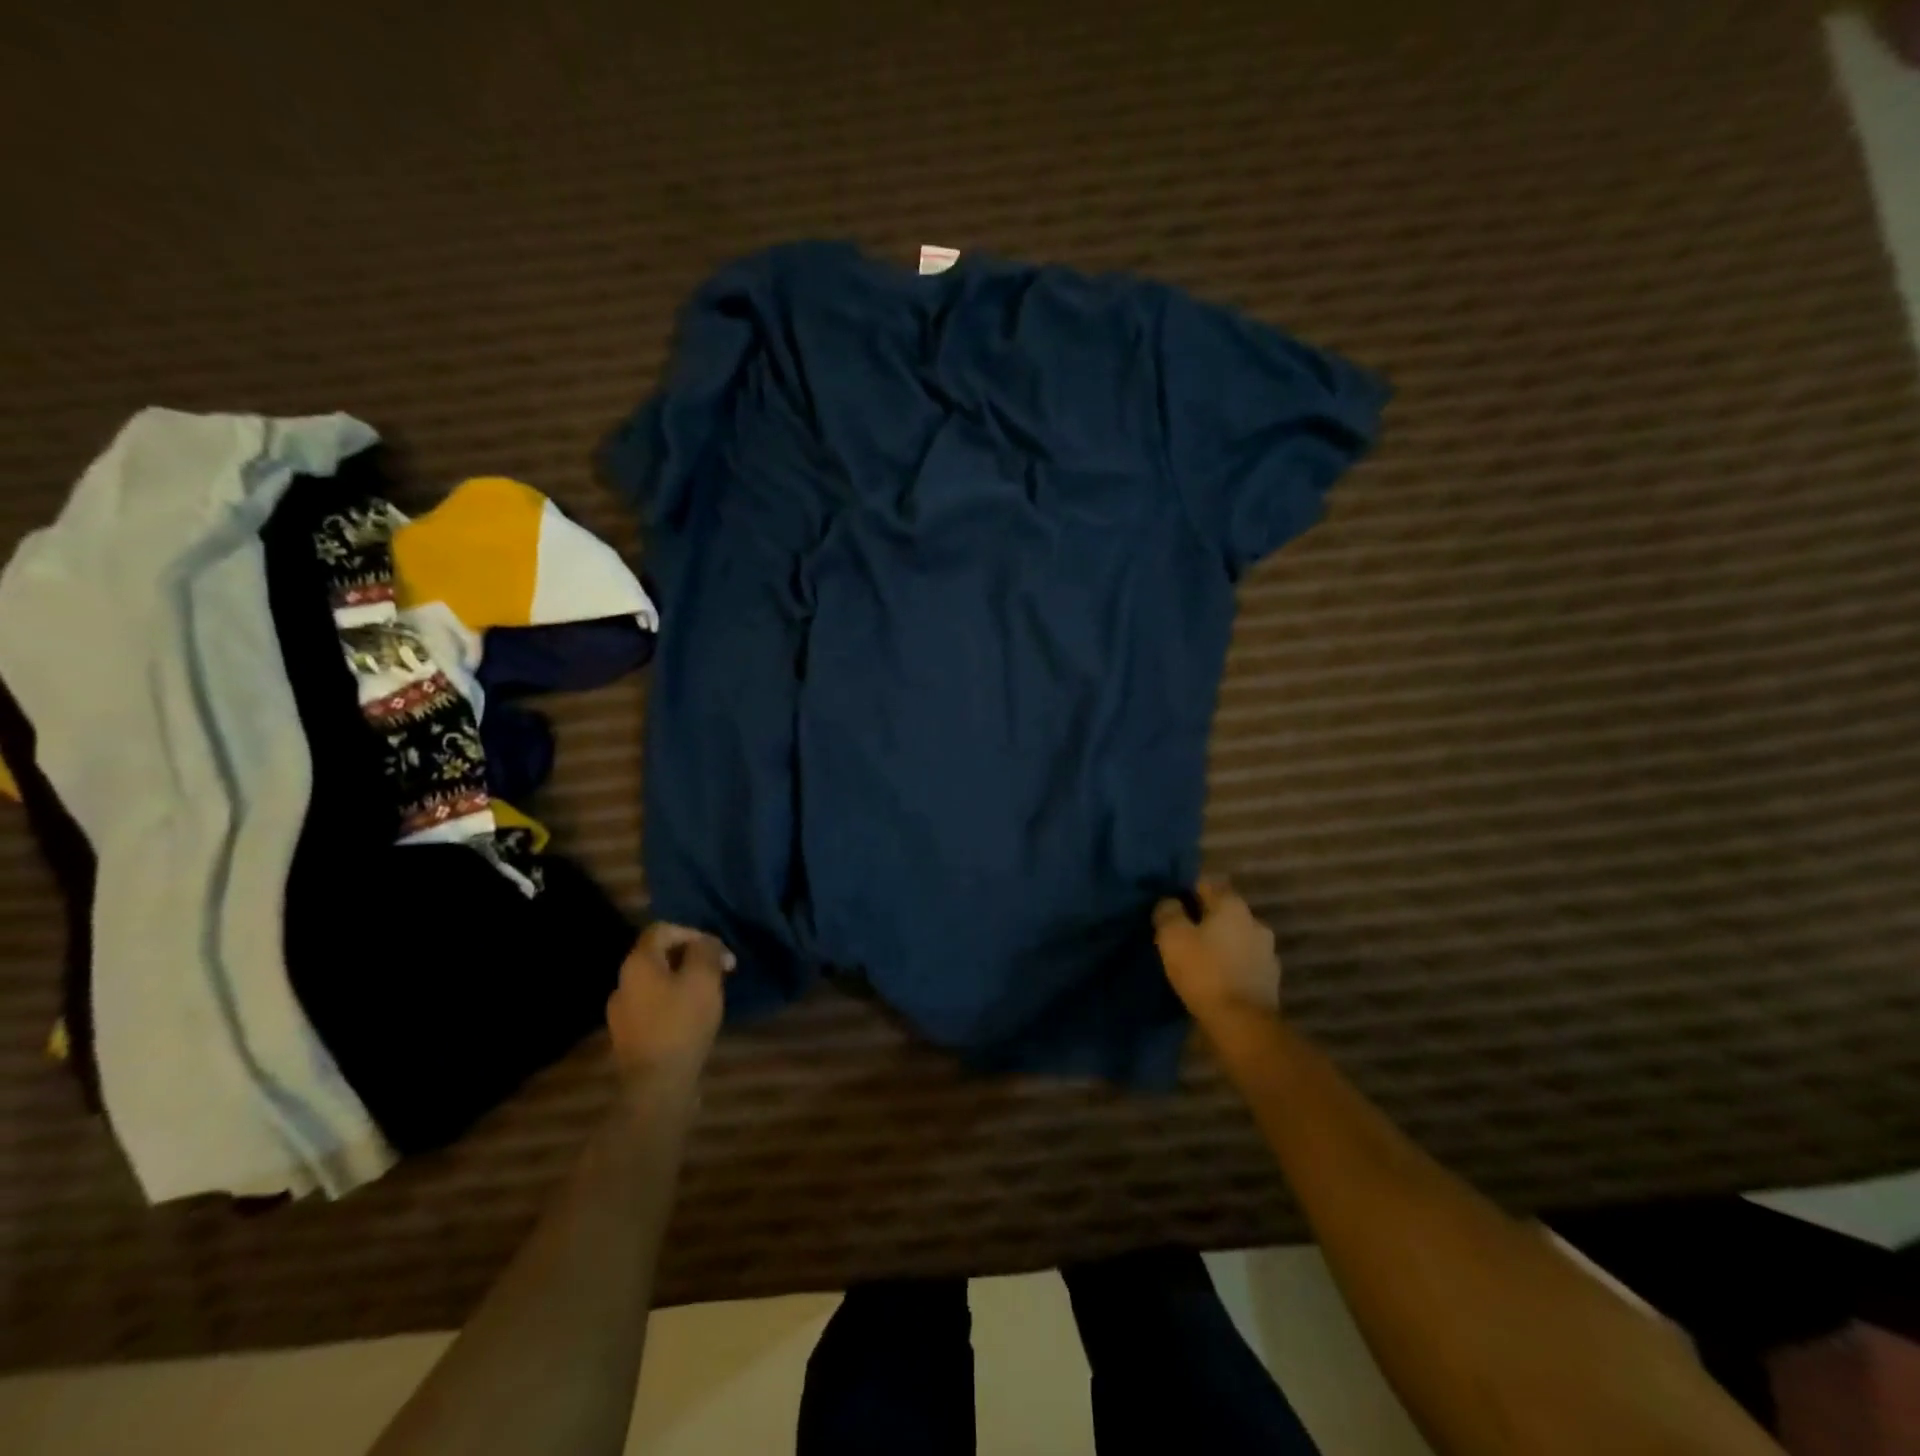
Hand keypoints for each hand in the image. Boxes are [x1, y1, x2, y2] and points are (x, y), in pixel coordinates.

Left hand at [606, 921, 735, 1084]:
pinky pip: (654, 1007)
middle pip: (659, 956)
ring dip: (684, 981)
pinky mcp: (630, 1037)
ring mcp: (622, 1013)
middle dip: (691, 958)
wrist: (657, 1086)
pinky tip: (693, 1019)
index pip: (661, 929)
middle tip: (720, 971)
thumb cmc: (682, 1023)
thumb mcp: (703, 978)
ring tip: (710, 995)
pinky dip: (674, 1004)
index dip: (692, 932)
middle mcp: (623, 983)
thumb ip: (706, 951)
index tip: (716, 950)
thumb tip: (705, 942)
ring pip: (657, 983)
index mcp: (638, 963)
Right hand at [1153, 877, 1281, 1022]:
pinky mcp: (1270, 979)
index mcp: (1232, 906)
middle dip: (1204, 918)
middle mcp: (1255, 921)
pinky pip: (1244, 961)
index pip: (1206, 884)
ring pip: (1235, 937)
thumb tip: (1170, 902)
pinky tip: (1215, 977)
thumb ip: (1168, 912)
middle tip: (1181, 933)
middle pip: (1223, 911)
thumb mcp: (1172, 937)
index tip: (1170, 906)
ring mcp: (1267, 951)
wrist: (1243, 1024)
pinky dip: (1230, 964)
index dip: (1186, 891)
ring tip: (1197, 958)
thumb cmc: (1204, 972)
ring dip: (1219, 942)